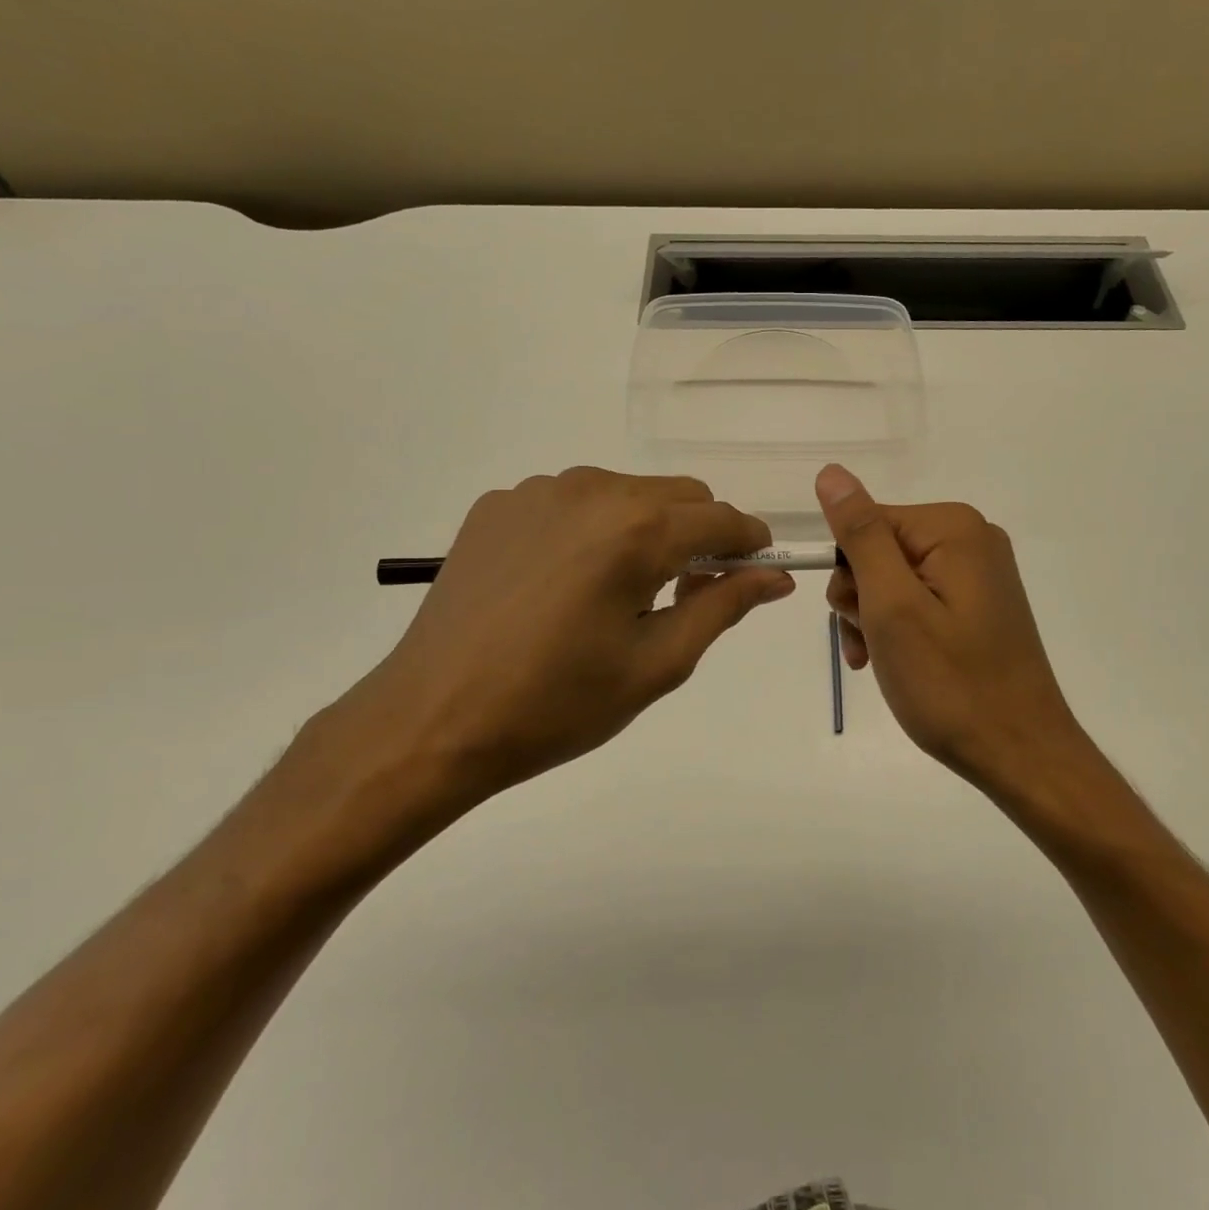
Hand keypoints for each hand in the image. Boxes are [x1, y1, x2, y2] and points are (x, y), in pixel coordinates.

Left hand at [287, 468, 793, 857]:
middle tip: (684, 594)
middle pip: (678, 494)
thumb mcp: (656, 664)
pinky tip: (563, 582)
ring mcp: (538, 491)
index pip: (722, 517)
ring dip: (644, 529)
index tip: (754, 574)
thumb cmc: (557, 704)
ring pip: (626, 492)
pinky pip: (572, 501)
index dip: (749, 544)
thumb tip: (776, 577)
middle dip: (698, 535)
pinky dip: (591, 529)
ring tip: (617, 592)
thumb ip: (723, 607)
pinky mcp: (499, 504)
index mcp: (637, 530)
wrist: (432, 719)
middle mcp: (591, 490)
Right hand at [818, 464, 1086, 790]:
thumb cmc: (949, 683)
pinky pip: (919, 599)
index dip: (849, 572)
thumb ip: (861, 536)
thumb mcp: (892, 606)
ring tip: (879, 660)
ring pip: (893, 579)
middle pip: (879, 550)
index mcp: (953, 528)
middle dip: (861, 598)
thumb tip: (832, 473)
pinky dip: (897, 628)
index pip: (866, 523)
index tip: (856, 617)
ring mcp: (978, 573)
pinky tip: (894, 663)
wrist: (1019, 753)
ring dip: (873, 619)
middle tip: (870, 644)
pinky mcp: (979, 604)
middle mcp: (971, 538)